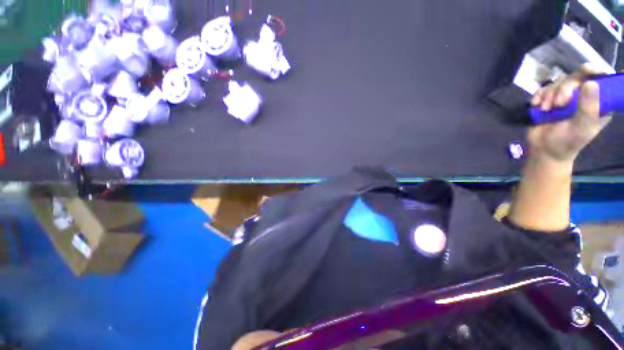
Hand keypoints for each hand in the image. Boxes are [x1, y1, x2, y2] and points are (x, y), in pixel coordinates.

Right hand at [528, 64, 611, 163]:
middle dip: (565, 88)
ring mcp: (566, 96)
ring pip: (559, 82)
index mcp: (598, 102)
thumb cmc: (567, 141)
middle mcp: (584, 95)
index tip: (587, 70)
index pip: (602, 80)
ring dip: (550, 95)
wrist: (544, 149)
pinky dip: (539, 95)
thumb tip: (590, 83)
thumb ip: (588, 107)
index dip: (596, 71)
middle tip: (559, 103)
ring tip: (546, 109)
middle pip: (577, 77)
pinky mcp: (550, 98)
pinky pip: (545, 88)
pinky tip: (536, 104)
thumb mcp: (582, 127)